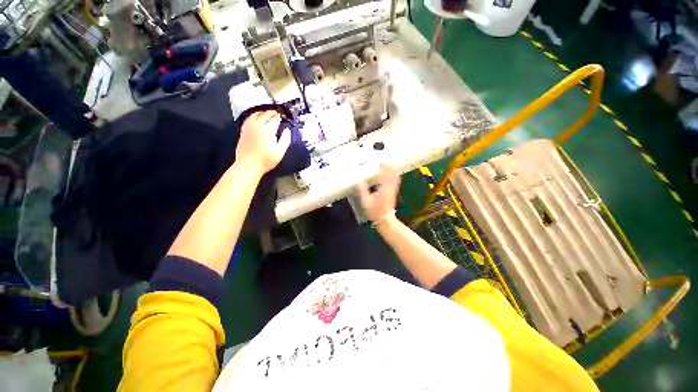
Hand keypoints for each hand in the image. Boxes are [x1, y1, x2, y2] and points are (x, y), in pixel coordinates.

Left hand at [235, 110, 290, 175]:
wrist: (249, 165)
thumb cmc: (266, 160)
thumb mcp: (280, 151)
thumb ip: (286, 139)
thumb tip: (287, 130)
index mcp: (268, 130)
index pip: (275, 119)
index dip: (279, 116)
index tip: (282, 115)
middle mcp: (257, 126)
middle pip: (265, 114)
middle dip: (272, 112)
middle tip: (276, 112)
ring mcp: (249, 127)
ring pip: (256, 114)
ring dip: (263, 112)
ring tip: (267, 112)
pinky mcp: (243, 131)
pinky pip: (249, 118)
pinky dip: (253, 115)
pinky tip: (255, 116)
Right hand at [358, 165, 400, 221]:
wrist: (385, 220)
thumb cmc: (375, 211)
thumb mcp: (366, 202)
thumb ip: (362, 191)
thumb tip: (359, 181)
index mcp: (384, 188)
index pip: (386, 174)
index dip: (385, 166)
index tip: (382, 160)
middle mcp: (390, 187)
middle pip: (393, 173)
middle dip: (389, 166)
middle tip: (384, 159)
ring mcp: (393, 190)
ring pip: (395, 177)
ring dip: (392, 170)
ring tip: (388, 164)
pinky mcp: (393, 192)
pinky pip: (395, 181)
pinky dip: (394, 175)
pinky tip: (392, 173)